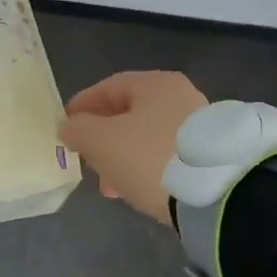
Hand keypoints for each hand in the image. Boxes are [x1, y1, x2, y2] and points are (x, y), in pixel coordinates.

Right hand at [58, 71, 207, 224]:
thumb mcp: (102, 142)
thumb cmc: (149, 157)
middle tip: (85, 159)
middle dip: (102, 138)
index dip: (84, 105)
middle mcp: (181, 97)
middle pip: (130, 113)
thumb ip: (78, 130)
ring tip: (108, 186)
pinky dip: (144, 167)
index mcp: (156, 84)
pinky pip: (164, 155)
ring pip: (146, 137)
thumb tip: (69, 126)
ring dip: (121, 158)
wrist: (210, 192)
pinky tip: (134, 190)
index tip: (65, 124)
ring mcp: (197, 126)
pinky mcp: (206, 153)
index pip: (111, 86)